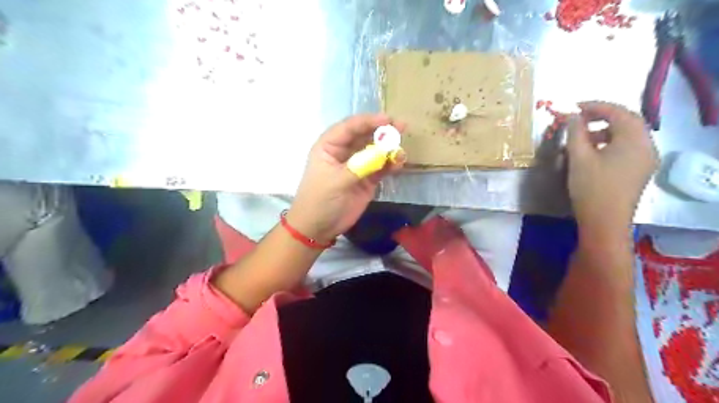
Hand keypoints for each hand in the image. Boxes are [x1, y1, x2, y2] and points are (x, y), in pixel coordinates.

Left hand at [285, 114, 402, 242]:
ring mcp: (357, 165)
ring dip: (389, 149)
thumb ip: (360, 166)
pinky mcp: (367, 179)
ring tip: (401, 151)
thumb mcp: (336, 181)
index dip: (368, 121)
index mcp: (330, 146)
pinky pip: (381, 167)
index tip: (387, 119)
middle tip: (402, 127)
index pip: (350, 127)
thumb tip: (383, 152)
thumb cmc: (320, 200)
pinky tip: (399, 164)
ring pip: (376, 151)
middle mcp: (344, 152)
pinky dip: (390, 165)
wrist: (318, 227)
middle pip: (365, 136)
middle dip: (383, 131)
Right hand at [565, 101, 658, 239]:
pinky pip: (628, 148)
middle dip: (602, 117)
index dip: (596, 106)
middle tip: (580, 119)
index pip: (618, 112)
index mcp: (635, 140)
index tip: (575, 106)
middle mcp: (647, 146)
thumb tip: (573, 117)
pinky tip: (593, 152)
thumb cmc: (591, 188)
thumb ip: (576, 133)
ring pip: (627, 136)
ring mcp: (646, 160)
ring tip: (583, 138)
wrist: (605, 222)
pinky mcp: (640, 171)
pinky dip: (611, 143)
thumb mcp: (579, 158)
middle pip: (627, 122)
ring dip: (606, 131)